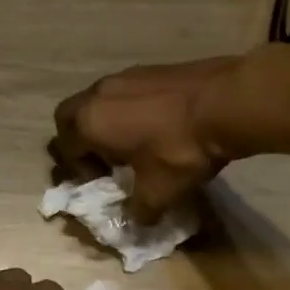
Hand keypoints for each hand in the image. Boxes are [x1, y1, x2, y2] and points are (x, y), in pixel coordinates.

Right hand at [52, 56, 242, 221]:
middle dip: (78, 140)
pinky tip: (156, 125)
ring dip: (104, 122)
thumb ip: (140, 210)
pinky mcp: (148, 69)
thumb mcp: (159, 191)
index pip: (64, 148)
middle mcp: (98, 95)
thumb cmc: (180, 149)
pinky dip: (127, 109)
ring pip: (96, 101)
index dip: (78, 170)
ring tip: (133, 143)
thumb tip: (136, 221)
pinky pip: (123, 91)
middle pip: (69, 117)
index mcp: (89, 123)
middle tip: (104, 160)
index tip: (105, 182)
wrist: (226, 102)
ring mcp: (123, 76)